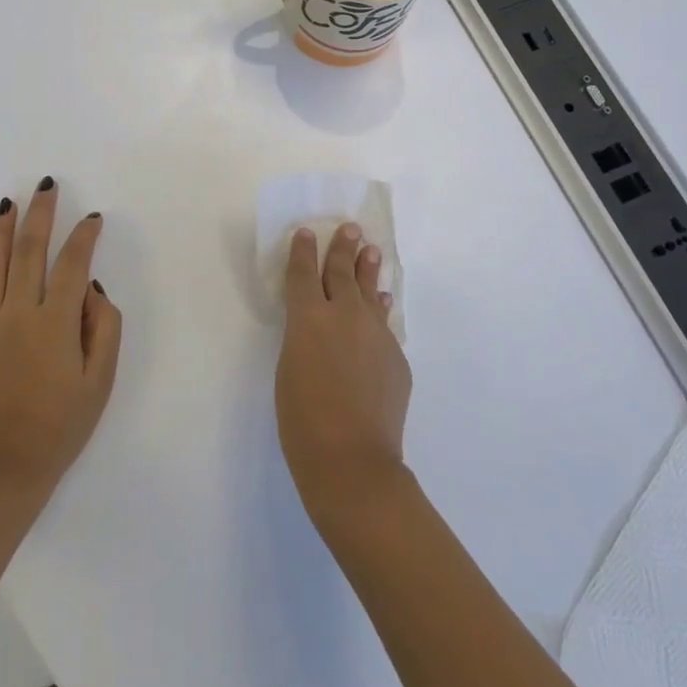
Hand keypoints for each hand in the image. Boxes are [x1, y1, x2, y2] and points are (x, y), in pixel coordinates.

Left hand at [0, 177, 122, 500]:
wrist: (4, 473)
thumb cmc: (62, 427)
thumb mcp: (101, 381)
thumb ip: (104, 327)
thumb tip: (91, 288)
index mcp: (55, 321)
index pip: (72, 263)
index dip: (84, 236)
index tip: (92, 219)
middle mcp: (16, 314)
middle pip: (28, 251)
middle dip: (40, 214)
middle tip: (45, 186)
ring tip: (7, 205)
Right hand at [276, 224, 412, 525]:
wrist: (352, 458)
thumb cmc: (302, 419)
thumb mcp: (289, 368)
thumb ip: (304, 338)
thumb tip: (320, 327)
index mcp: (309, 317)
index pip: (304, 273)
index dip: (303, 251)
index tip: (306, 232)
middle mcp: (345, 315)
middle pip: (343, 272)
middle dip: (343, 248)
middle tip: (350, 228)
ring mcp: (376, 334)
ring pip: (371, 292)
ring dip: (368, 270)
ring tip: (372, 251)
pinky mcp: (397, 356)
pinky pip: (384, 325)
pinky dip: (379, 311)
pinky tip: (382, 305)